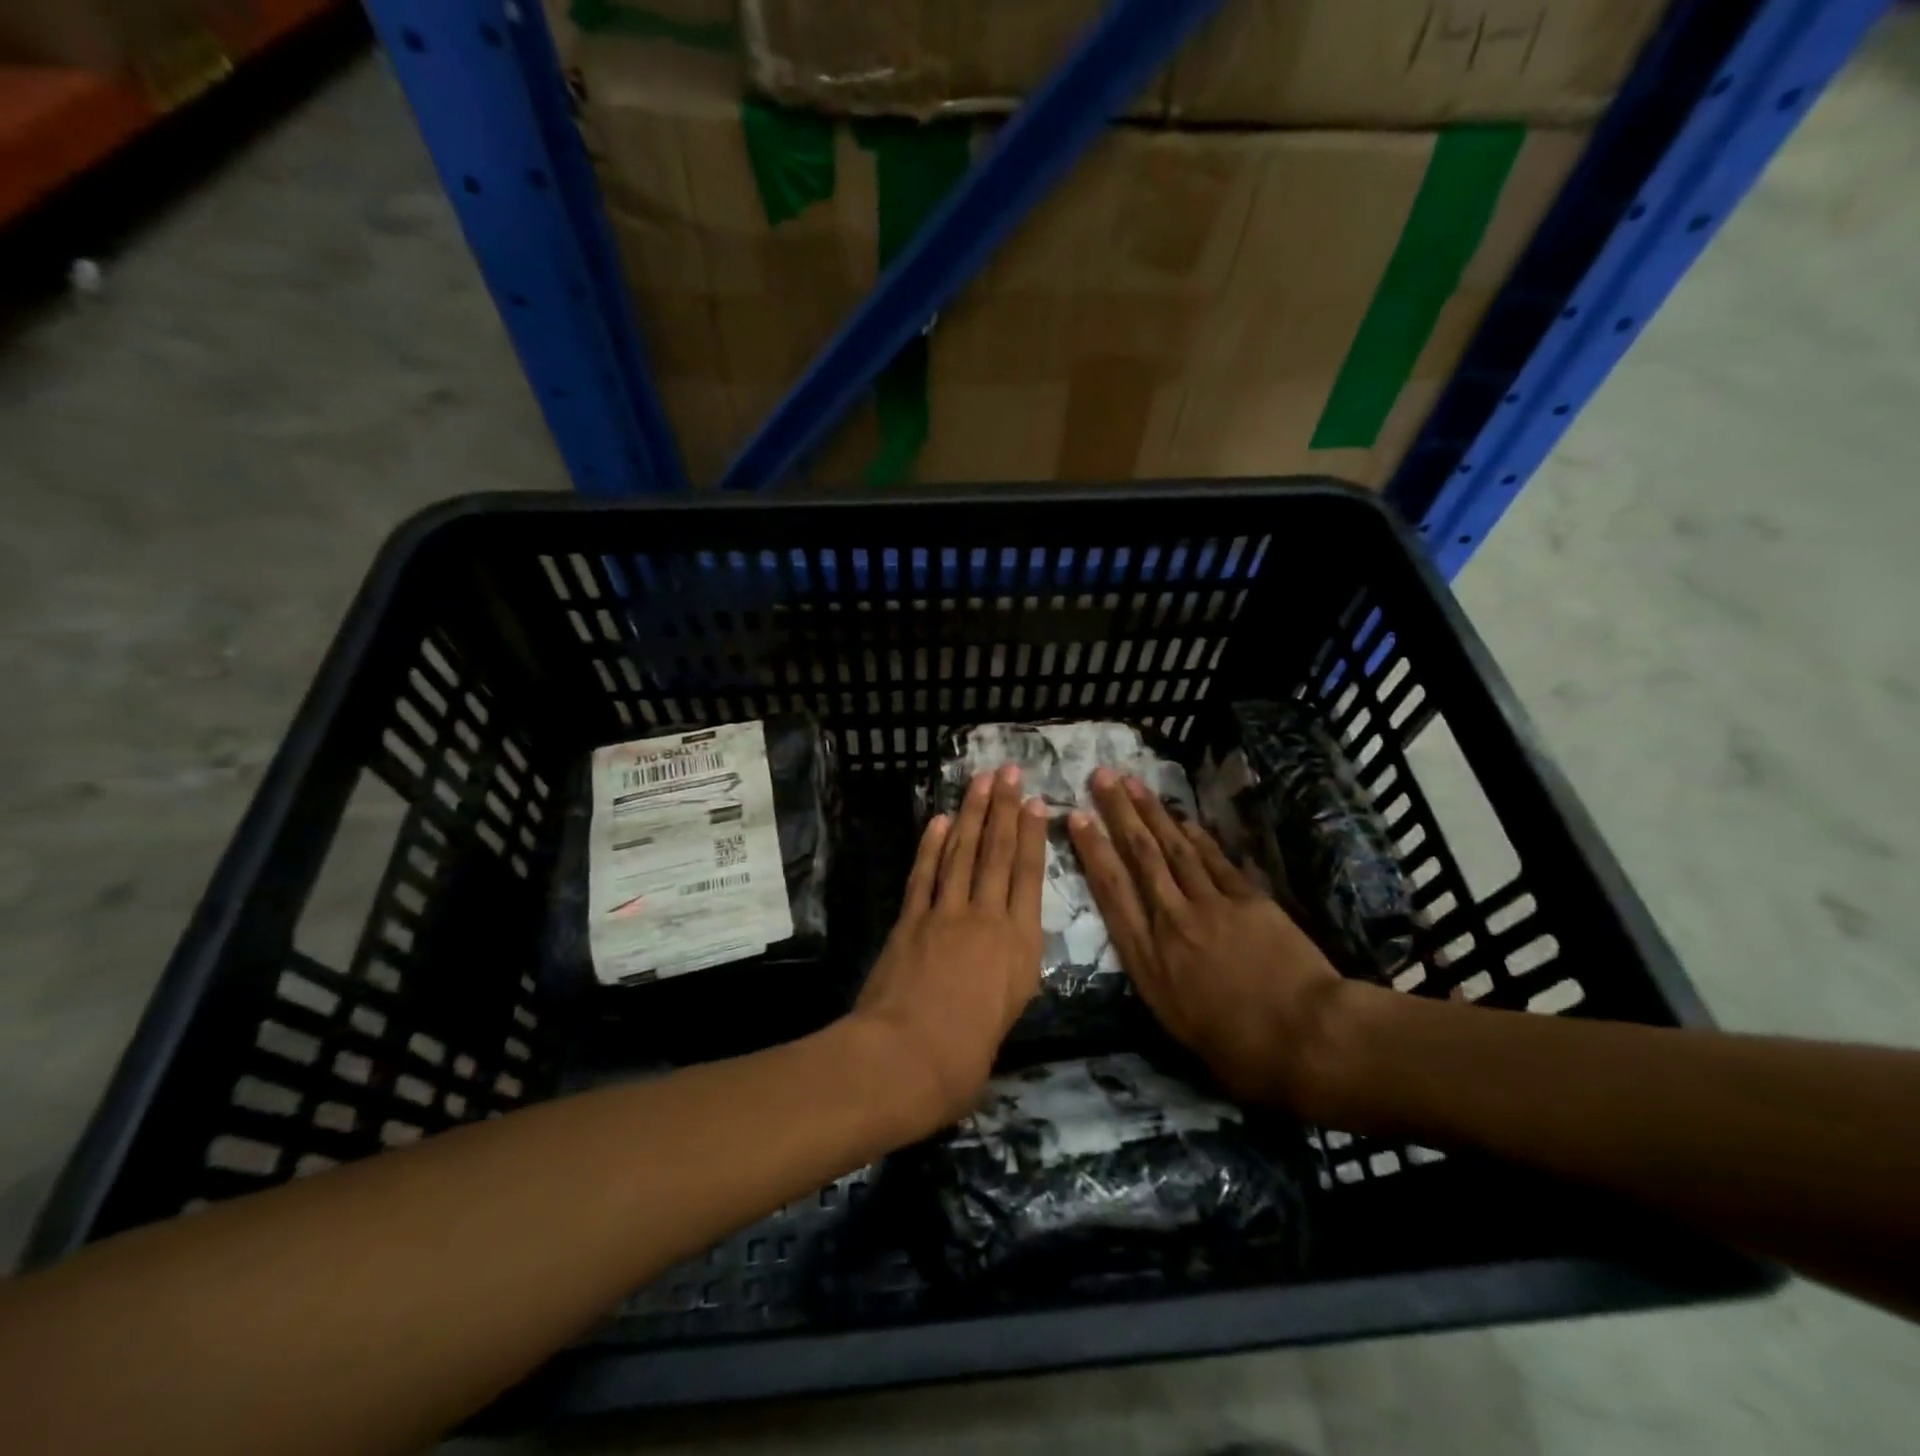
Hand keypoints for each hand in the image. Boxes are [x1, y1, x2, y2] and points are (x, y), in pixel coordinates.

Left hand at [850, 765, 1047, 1135]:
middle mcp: (987, 918)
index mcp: (1020, 946)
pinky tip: (939, 821)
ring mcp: (945, 914)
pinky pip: (924, 873)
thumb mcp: (1007, 1018)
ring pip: (962, 852)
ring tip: (980, 782)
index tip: (1034, 803)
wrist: (906, 1057)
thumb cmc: (966, 1058)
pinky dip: (931, 844)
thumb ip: (1007, 980)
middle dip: (1003, 808)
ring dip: (971, 813)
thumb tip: (1000, 961)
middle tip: (1007, 772)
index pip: (1029, 877)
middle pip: (997, 853)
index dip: (1031, 836)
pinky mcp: (911, 919)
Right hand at [1068, 768, 1351, 1113]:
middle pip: (1140, 858)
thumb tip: (1149, 953)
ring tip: (1133, 782)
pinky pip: (1215, 860)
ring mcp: (1211, 906)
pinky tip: (1182, 817)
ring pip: (1174, 849)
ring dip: (1152, 812)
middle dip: (1118, 814)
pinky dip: (1196, 836)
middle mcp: (1171, 923)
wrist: (1306, 1037)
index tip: (1076, 817)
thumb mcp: (1175, 1023)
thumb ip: (1156, 978)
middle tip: (1101, 776)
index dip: (1092, 850)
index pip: (1111, 891)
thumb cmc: (1237, 1048)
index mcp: (1148, 959)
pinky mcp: (1248, 900)